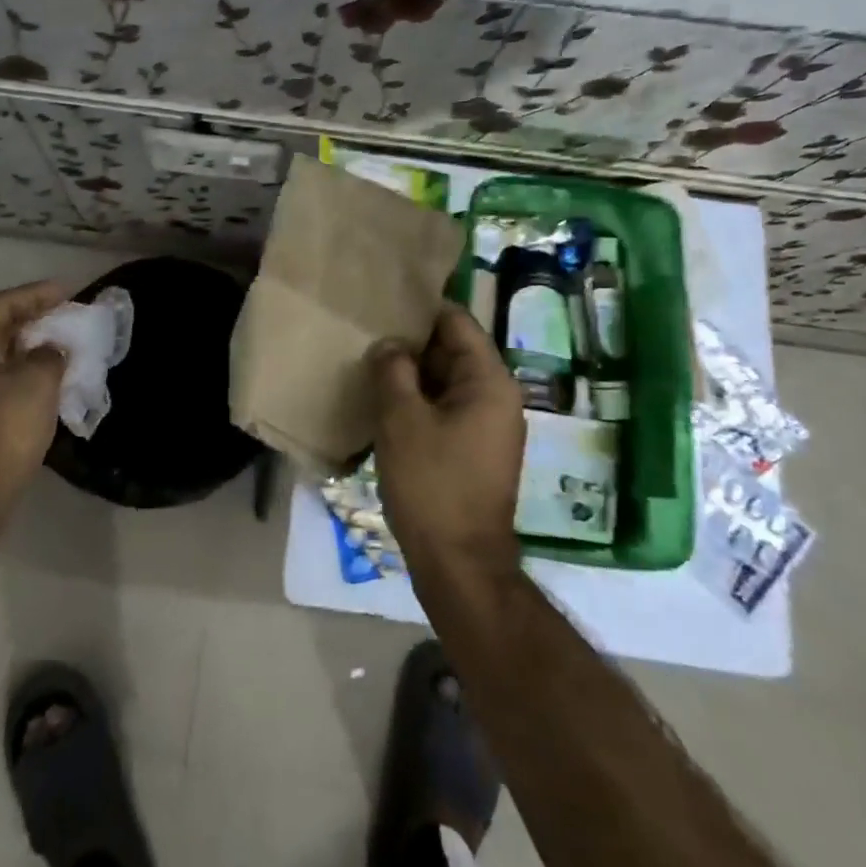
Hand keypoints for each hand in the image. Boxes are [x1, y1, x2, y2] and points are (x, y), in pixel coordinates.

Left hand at [0, 280, 67, 506]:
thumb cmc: (3, 429)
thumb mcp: (38, 382)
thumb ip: (50, 355)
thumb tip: (51, 351)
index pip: (1, 305)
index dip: (36, 294)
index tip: (68, 291)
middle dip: (33, 321)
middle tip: (67, 316)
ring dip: (29, 350)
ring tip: (62, 347)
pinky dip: (23, 376)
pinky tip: (47, 384)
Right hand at [370, 303, 525, 581]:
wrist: (458, 563)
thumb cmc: (432, 484)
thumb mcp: (402, 420)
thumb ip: (393, 370)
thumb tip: (389, 344)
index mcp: (489, 381)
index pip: (457, 323)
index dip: (420, 310)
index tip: (383, 303)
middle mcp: (497, 396)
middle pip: (453, 350)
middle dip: (412, 343)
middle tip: (367, 334)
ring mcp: (488, 425)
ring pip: (446, 381)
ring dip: (412, 374)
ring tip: (370, 364)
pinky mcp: (474, 449)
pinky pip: (446, 408)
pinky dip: (419, 400)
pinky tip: (385, 402)